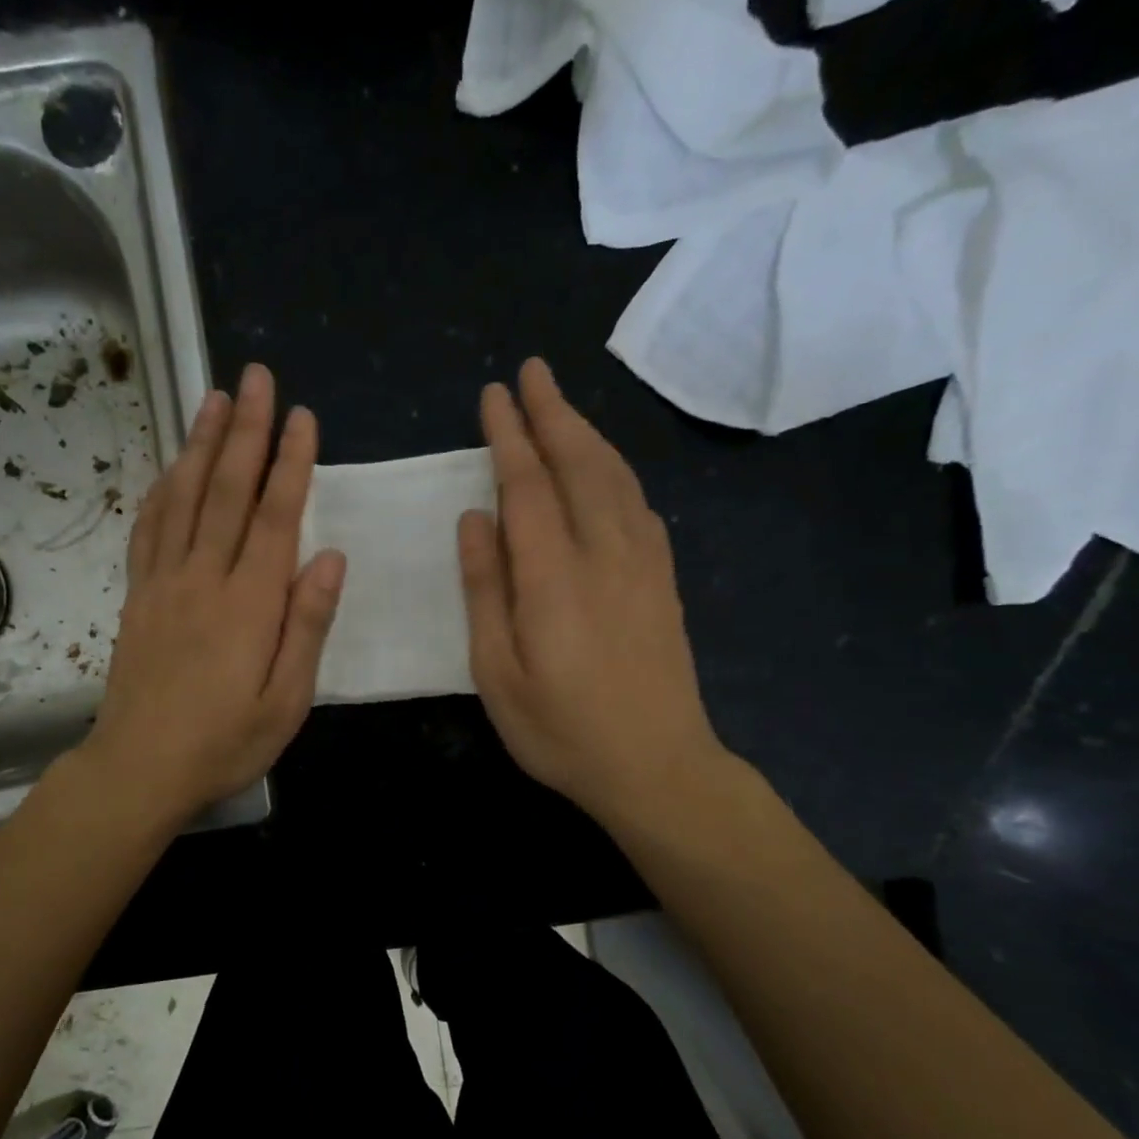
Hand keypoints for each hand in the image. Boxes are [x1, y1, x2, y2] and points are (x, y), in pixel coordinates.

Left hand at [82, 364, 345, 824]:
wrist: (140, 768)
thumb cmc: (226, 742)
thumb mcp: (287, 699)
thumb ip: (308, 625)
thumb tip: (329, 558)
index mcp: (250, 602)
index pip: (275, 516)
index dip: (291, 463)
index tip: (302, 416)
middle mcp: (205, 578)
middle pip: (227, 490)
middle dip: (246, 431)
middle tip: (256, 378)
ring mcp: (164, 583)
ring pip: (183, 498)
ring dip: (201, 444)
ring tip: (214, 399)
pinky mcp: (138, 596)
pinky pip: (148, 530)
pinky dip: (161, 490)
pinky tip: (170, 466)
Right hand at [457, 358, 730, 828]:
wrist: (657, 766)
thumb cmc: (561, 729)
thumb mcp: (497, 672)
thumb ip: (484, 589)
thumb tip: (474, 518)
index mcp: (553, 575)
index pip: (527, 486)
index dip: (508, 436)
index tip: (493, 396)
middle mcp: (604, 553)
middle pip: (579, 463)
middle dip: (553, 412)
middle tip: (531, 372)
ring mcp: (643, 563)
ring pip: (615, 476)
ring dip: (587, 433)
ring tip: (562, 405)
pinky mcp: (664, 580)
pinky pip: (640, 504)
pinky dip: (617, 471)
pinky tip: (606, 469)